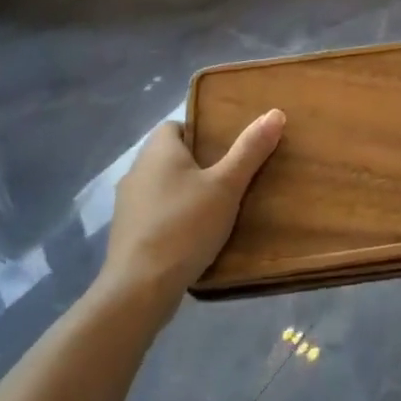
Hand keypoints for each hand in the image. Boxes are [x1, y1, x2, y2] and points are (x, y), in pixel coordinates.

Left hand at [98, 110, 285, 310]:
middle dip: (197, 164)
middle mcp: (137, 171)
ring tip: (216, 207)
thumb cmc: (185, 225)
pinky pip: (154, 213)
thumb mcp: (226, 186)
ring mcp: (127, 205)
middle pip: (170, 156)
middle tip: (230, 177)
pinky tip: (193, 235)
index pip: (176, 125)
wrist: (139, 289)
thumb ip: (249, 150)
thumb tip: (275, 112)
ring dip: (184, 192)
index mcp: (158, 151)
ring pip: (162, 186)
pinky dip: (172, 217)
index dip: (201, 132)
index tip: (226, 148)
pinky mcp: (126, 234)